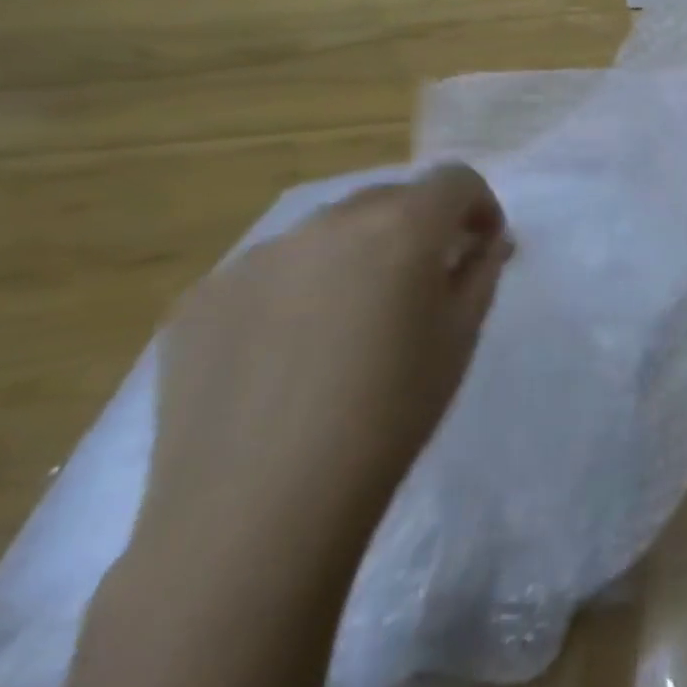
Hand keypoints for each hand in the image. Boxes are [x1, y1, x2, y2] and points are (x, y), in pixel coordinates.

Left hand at [138, 164, 512, 571]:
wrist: (259, 507)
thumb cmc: (391, 413)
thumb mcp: (461, 336)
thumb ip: (481, 271)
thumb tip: (485, 242)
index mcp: (399, 228)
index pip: (454, 179)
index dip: (478, 206)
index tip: (481, 249)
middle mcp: (325, 225)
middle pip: (389, 196)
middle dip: (419, 225)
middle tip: (425, 281)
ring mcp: (254, 259)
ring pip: (327, 231)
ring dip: (358, 253)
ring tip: (354, 320)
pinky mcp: (200, 299)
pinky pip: (270, 271)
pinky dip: (299, 288)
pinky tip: (293, 352)